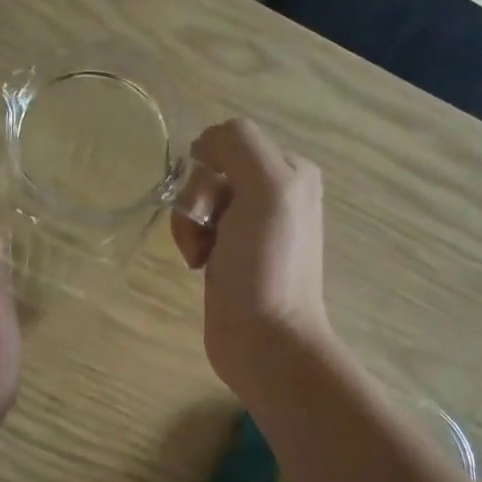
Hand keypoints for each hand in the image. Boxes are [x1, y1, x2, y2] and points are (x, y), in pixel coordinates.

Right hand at [170, 119, 330, 398]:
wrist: (264, 339)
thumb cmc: (267, 264)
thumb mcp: (267, 187)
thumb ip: (238, 144)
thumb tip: (203, 144)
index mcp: (291, 171)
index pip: (230, 142)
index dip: (212, 169)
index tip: (216, 205)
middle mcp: (275, 193)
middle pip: (210, 173)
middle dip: (198, 201)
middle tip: (210, 235)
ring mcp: (250, 226)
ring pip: (198, 202)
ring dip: (190, 225)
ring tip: (201, 257)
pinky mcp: (229, 254)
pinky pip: (197, 228)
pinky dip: (190, 242)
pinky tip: (199, 266)